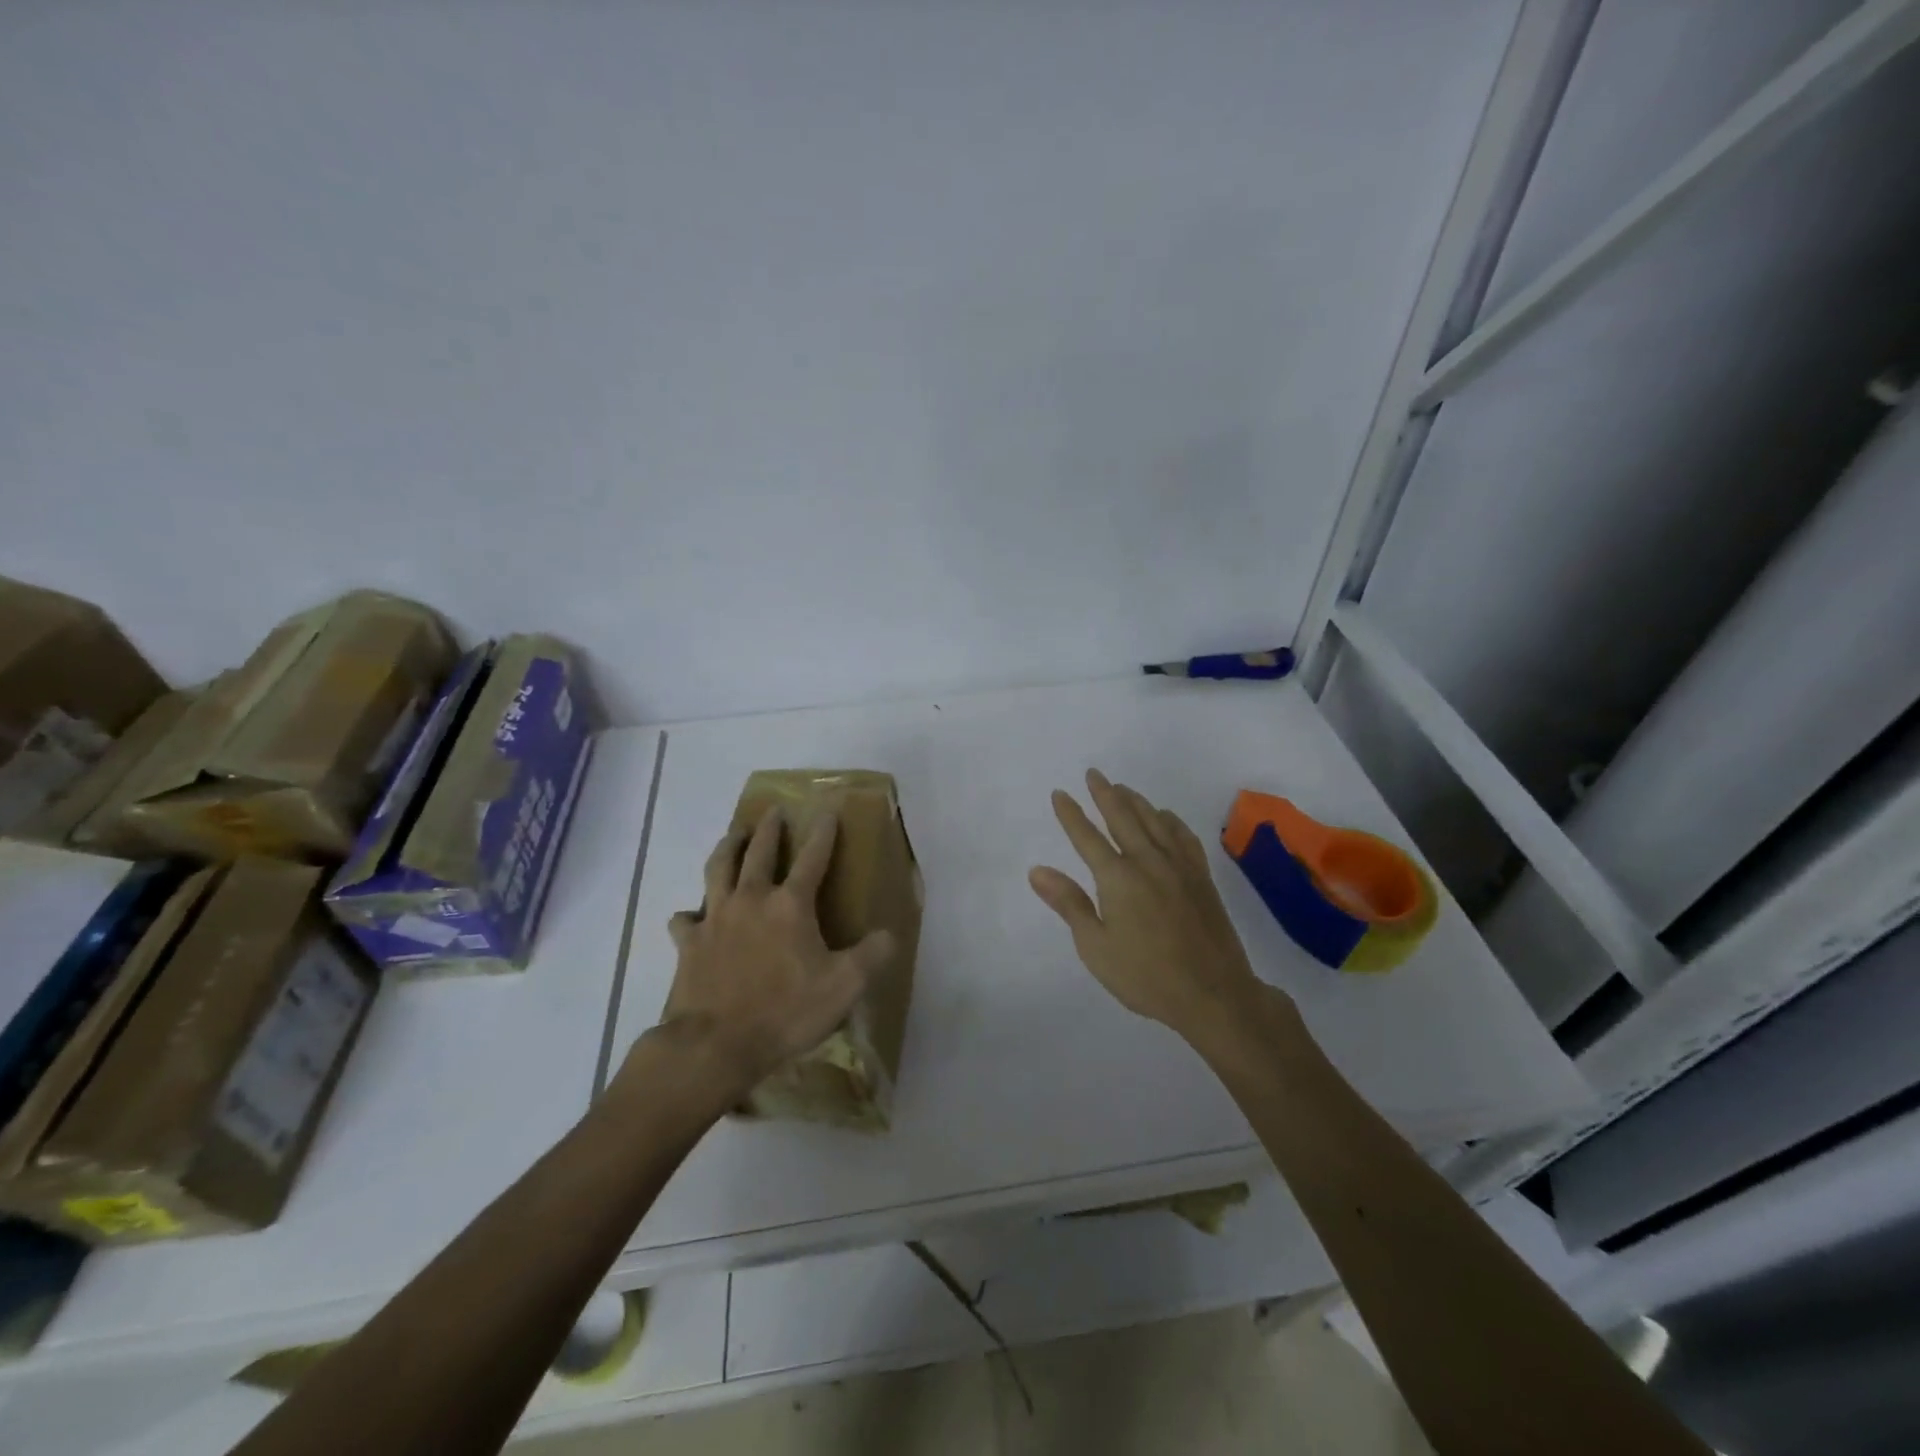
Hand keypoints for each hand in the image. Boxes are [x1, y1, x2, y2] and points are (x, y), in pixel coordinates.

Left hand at [658, 807, 893, 1096]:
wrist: (716, 1044)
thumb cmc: (786, 1012)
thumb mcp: (844, 987)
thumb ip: (872, 956)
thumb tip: (890, 934)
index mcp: (790, 905)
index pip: (812, 858)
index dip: (823, 834)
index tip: (827, 812)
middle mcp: (751, 900)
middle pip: (759, 852)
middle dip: (769, 829)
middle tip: (773, 812)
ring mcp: (715, 919)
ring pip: (718, 869)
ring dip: (727, 848)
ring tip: (732, 835)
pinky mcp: (689, 943)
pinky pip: (684, 919)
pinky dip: (688, 913)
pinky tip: (689, 915)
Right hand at [1030, 769, 1266, 1041]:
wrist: (1213, 994)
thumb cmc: (1146, 975)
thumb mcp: (1095, 946)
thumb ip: (1069, 903)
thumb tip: (1037, 870)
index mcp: (1117, 878)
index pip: (1087, 837)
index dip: (1071, 814)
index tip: (1060, 793)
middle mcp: (1148, 861)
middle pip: (1123, 817)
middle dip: (1105, 793)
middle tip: (1094, 773)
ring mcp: (1179, 866)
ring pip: (1154, 821)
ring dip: (1135, 800)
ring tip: (1122, 788)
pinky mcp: (1201, 877)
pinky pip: (1183, 836)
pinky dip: (1170, 820)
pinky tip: (1165, 817)